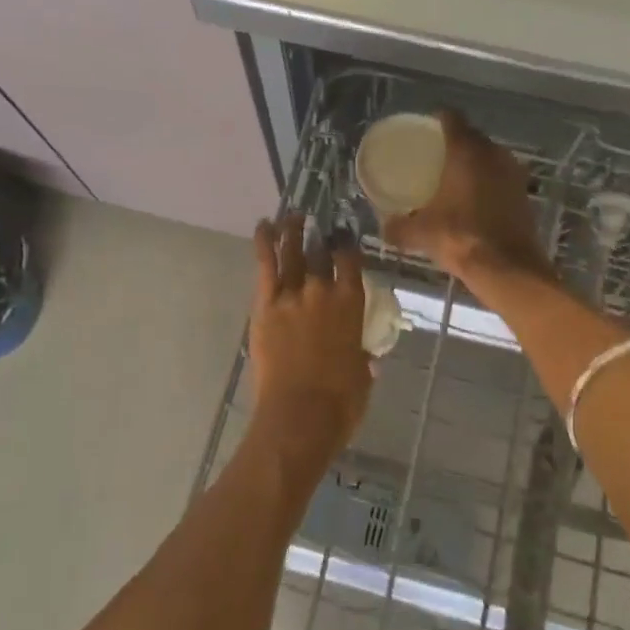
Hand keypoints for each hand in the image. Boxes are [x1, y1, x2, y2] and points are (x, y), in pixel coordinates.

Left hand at [247, 216, 372, 484]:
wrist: (300, 415)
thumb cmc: (340, 402)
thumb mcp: (362, 377)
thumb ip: (362, 359)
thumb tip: (365, 358)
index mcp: (352, 304)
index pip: (351, 262)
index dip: (348, 245)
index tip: (344, 237)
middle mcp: (323, 290)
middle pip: (321, 252)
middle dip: (321, 235)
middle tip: (319, 223)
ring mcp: (292, 294)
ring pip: (292, 252)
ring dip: (293, 230)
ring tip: (293, 215)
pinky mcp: (266, 305)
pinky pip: (265, 265)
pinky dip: (264, 242)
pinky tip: (264, 225)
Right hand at [382, 111, 549, 282]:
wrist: (508, 268)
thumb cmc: (461, 238)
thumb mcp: (422, 233)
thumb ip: (399, 227)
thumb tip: (384, 228)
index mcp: (466, 152)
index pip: (452, 118)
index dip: (438, 118)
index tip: (426, 128)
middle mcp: (493, 154)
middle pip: (472, 135)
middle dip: (456, 141)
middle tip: (435, 154)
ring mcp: (513, 172)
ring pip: (490, 156)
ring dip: (475, 162)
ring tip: (454, 176)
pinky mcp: (524, 193)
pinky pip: (501, 176)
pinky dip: (488, 181)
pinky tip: (475, 198)